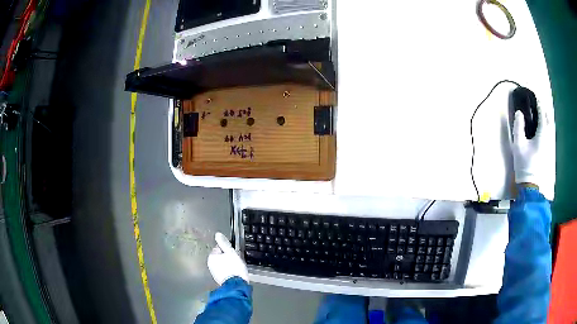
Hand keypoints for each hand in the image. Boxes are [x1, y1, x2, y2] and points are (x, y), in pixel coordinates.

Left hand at [207, 232, 248, 284]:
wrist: (236, 285)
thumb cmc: (234, 268)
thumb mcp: (231, 252)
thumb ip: (224, 243)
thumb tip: (217, 234)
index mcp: (212, 256)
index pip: (219, 248)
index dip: (227, 250)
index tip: (233, 253)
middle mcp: (210, 264)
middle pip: (220, 256)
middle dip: (227, 258)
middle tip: (235, 261)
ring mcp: (214, 272)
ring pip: (222, 264)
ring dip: (227, 265)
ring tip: (236, 268)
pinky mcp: (219, 279)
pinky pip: (223, 272)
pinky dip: (228, 272)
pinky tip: (234, 273)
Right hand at [512, 106, 554, 189]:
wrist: (530, 184)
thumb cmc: (524, 164)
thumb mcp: (518, 145)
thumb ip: (518, 127)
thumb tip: (519, 112)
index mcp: (542, 135)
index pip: (542, 115)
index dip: (539, 105)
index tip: (536, 97)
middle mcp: (548, 139)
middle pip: (549, 120)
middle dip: (544, 111)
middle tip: (538, 105)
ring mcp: (549, 146)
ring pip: (550, 127)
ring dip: (546, 119)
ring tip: (540, 114)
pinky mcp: (548, 152)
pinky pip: (549, 134)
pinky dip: (547, 127)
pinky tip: (543, 128)